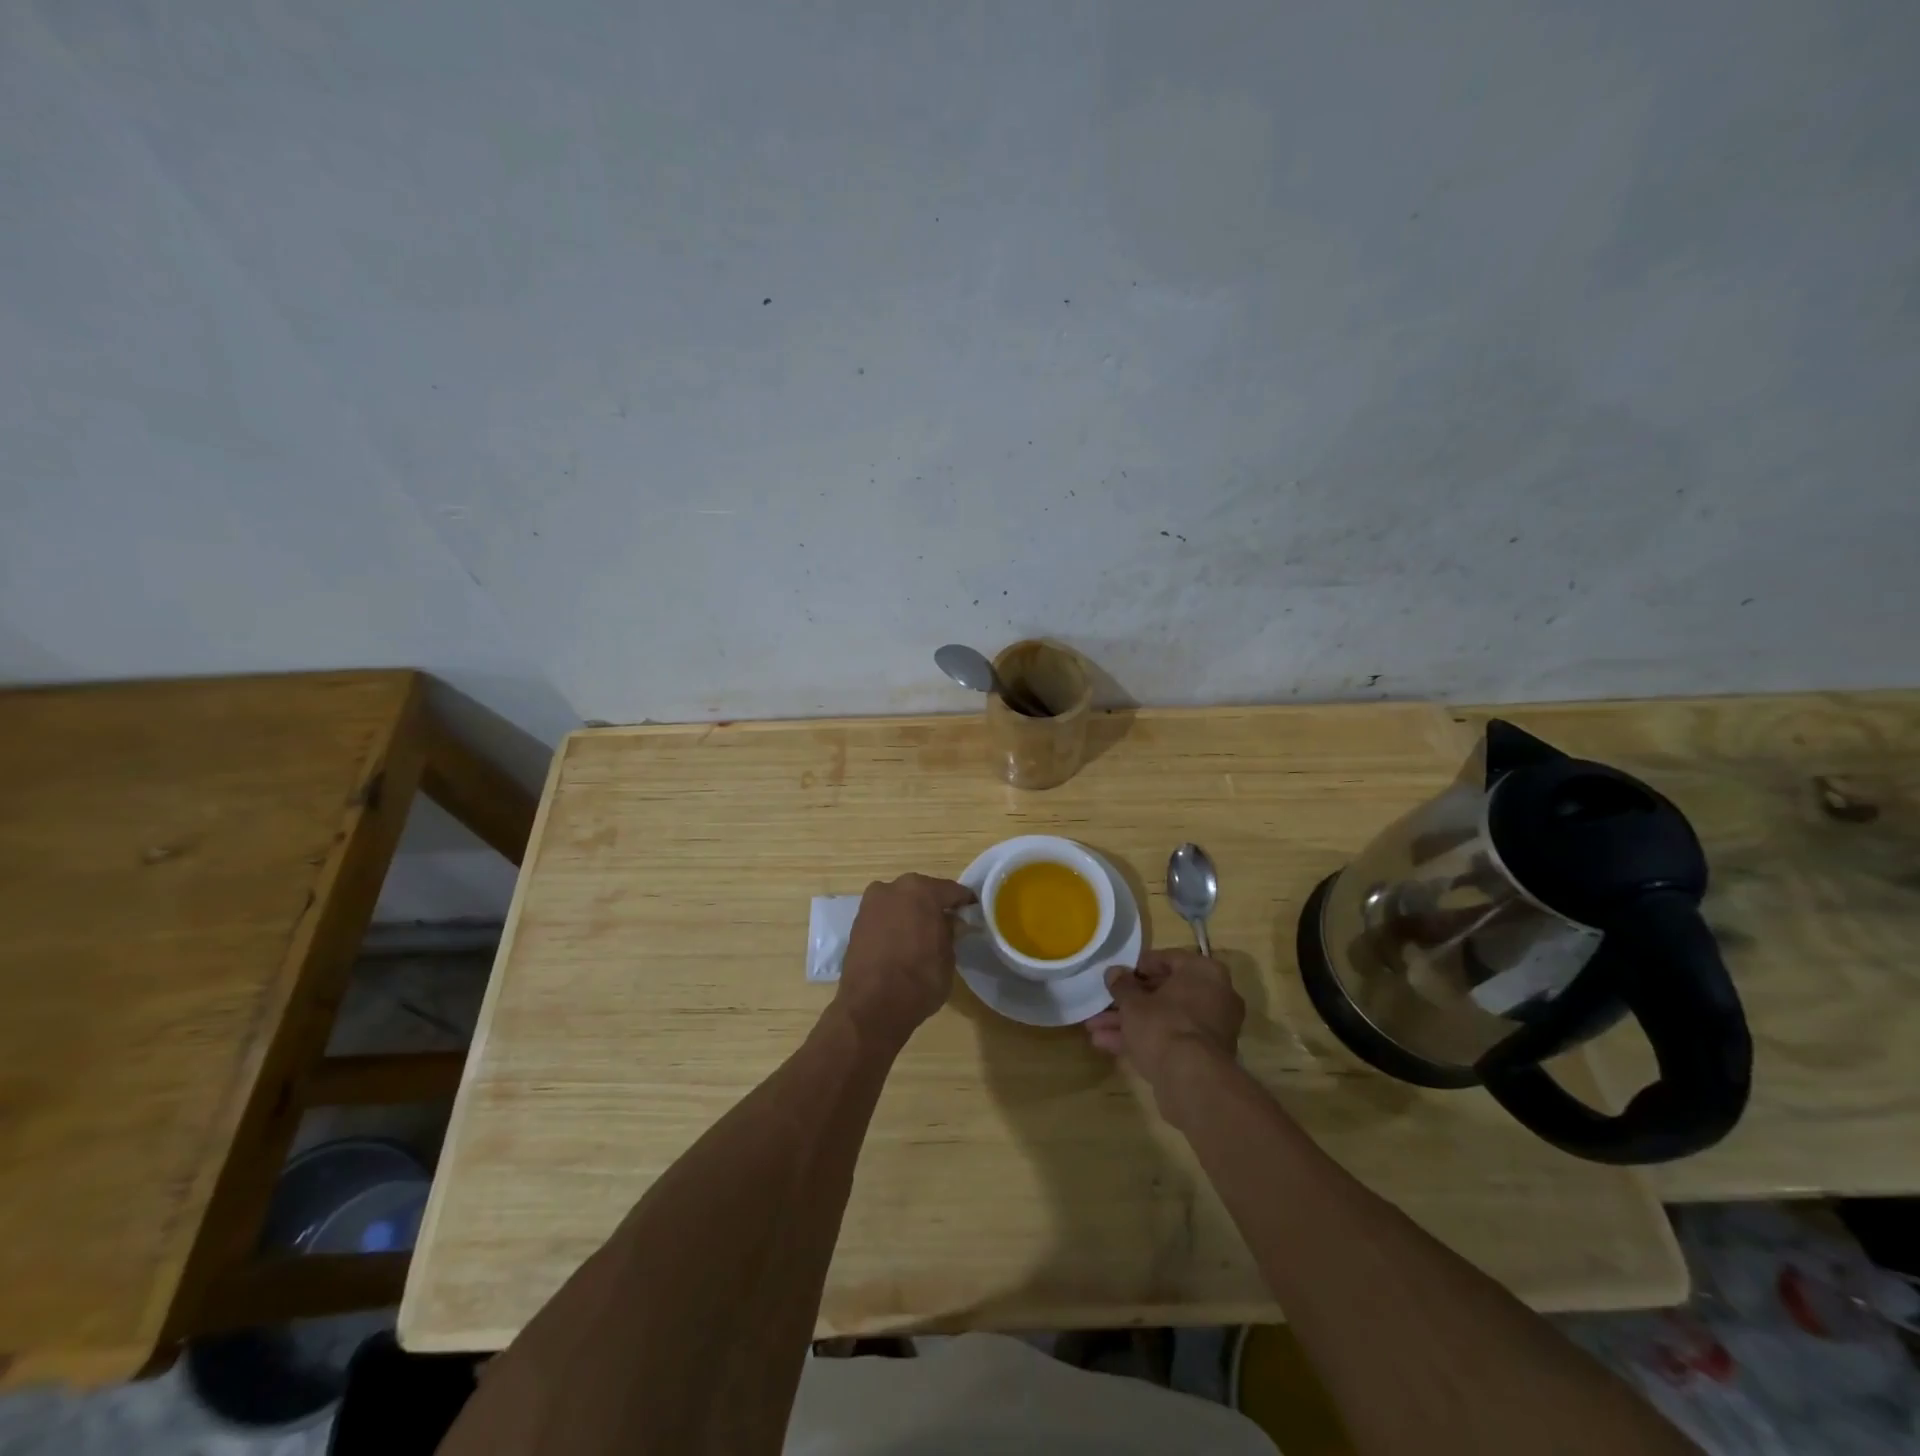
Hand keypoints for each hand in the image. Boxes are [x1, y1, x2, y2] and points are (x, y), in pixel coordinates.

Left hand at [833, 873, 975, 1045]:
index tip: (972, 913)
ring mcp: (871, 903)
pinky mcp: (857, 922)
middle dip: (934, 905)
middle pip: (922, 892)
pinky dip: (894, 924)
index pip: (952, 890)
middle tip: (947, 924)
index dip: (964, 902)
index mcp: (921, 890)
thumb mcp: (948, 957)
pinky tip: (902, 942)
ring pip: (900, 902)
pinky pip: (884, 916)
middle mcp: (893, 888)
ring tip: (922, 935)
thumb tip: (950, 922)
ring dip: (912, 913)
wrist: (871, 1007)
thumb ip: (951, 932)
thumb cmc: (919, 980)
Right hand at [1086, 949, 1244, 1119]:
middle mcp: (1215, 996)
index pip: (1168, 959)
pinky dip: (1143, 1040)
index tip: (1116, 976)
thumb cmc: (1163, 1025)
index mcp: (1204, 972)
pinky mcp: (1203, 1056)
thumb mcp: (1133, 1002)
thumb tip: (1114, 973)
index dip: (1137, 967)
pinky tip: (1107, 1045)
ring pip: (1164, 1018)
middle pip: (1165, 992)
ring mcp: (1211, 1029)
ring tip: (1094, 1028)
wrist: (1191, 1080)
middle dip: (1129, 1001)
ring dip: (1130, 1023)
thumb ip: (1122, 985)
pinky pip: (1170, 1039)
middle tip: (1102, 1004)